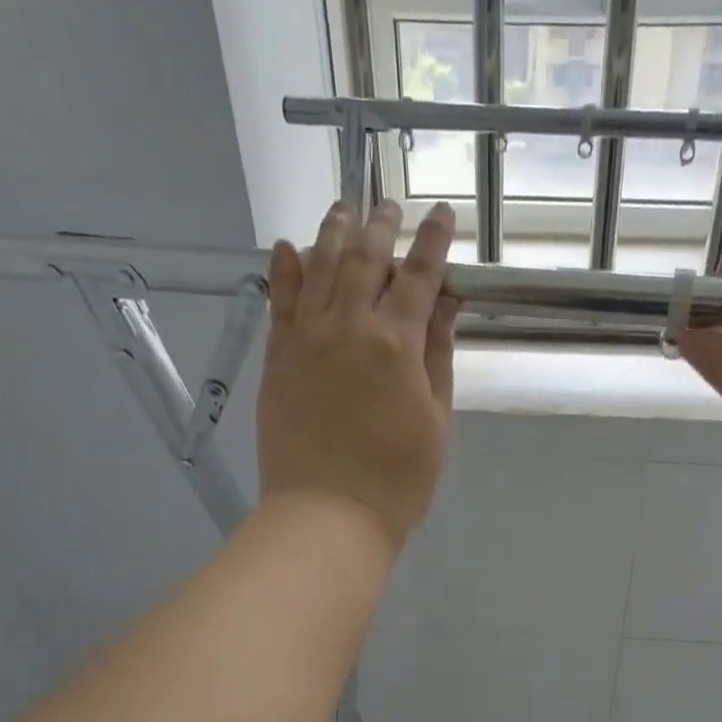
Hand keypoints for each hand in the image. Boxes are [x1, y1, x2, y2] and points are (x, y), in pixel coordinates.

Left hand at [258, 199, 459, 548]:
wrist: (327, 515)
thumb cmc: (398, 480)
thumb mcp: (435, 422)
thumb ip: (437, 358)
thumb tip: (444, 305)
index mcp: (397, 344)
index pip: (419, 277)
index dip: (433, 242)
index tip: (442, 215)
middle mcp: (349, 326)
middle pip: (365, 260)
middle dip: (381, 226)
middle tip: (390, 206)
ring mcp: (306, 339)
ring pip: (319, 268)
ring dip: (334, 232)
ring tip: (344, 208)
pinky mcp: (277, 358)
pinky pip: (279, 302)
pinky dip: (285, 270)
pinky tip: (289, 246)